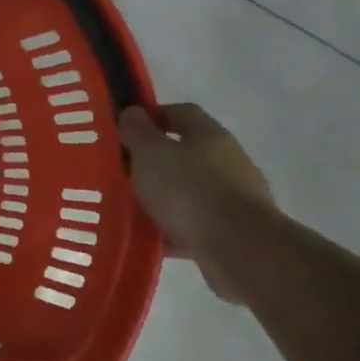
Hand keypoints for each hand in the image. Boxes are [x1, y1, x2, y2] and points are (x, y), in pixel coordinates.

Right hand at [118, 104, 273, 303]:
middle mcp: (227, 161)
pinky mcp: (234, 231)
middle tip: (121, 171)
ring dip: (162, 196)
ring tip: (130, 207)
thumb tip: (132, 112)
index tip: (124, 130)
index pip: (181, 112)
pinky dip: (172, 227)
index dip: (152, 116)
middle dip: (153, 161)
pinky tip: (150, 237)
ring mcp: (235, 197)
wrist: (239, 248)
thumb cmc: (189, 190)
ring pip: (188, 190)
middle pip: (185, 152)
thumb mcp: (151, 154)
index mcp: (209, 135)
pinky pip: (194, 223)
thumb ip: (137, 132)